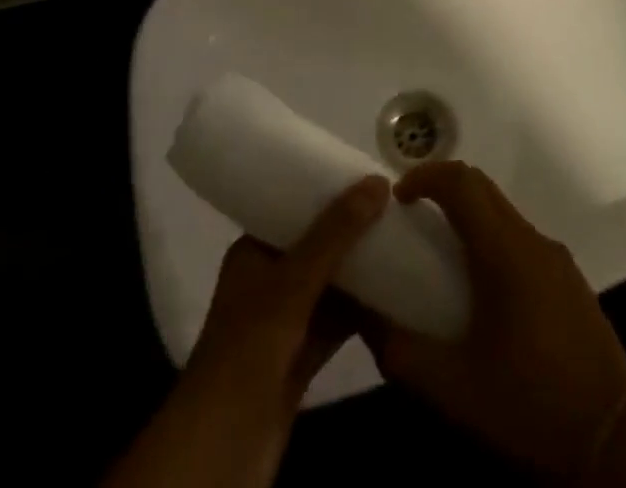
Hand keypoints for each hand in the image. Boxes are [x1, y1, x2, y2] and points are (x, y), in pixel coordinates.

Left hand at [104, 175, 389, 487]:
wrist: (222, 448)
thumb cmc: (249, 349)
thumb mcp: (293, 283)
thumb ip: (335, 233)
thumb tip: (378, 180)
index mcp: (253, 254)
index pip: (294, 209)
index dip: (329, 193)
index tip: (370, 177)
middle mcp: (268, 282)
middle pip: (317, 246)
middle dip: (353, 231)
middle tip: (396, 207)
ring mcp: (284, 323)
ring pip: (330, 285)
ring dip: (361, 270)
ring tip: (403, 240)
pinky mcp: (300, 359)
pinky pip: (337, 322)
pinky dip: (362, 310)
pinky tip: (396, 292)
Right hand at [365, 162, 625, 480]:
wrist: (614, 439)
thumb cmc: (529, 406)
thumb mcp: (453, 389)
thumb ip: (402, 351)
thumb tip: (364, 318)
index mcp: (505, 251)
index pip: (462, 182)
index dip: (426, 176)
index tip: (398, 198)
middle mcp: (532, 240)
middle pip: (484, 188)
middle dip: (444, 190)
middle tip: (412, 220)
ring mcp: (556, 258)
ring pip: (504, 213)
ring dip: (470, 216)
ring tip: (441, 257)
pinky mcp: (570, 280)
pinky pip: (522, 240)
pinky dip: (493, 240)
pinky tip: (482, 291)